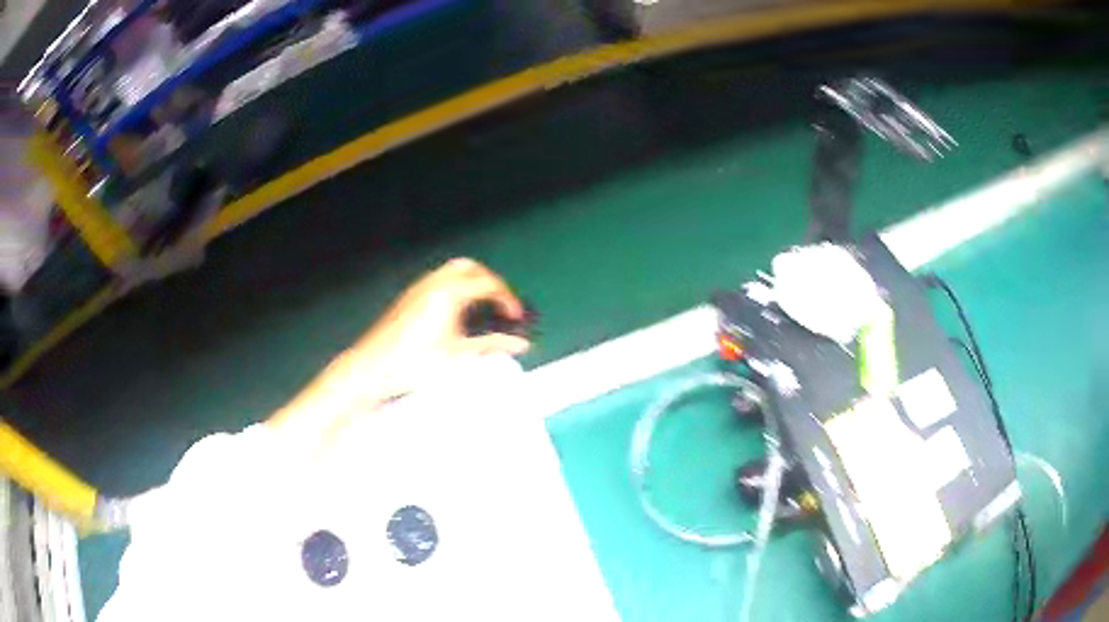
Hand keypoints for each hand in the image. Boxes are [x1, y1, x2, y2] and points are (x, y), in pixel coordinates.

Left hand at [269, 259, 528, 443]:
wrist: (372, 368)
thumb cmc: (415, 364)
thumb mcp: (458, 356)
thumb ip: (491, 345)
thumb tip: (521, 344)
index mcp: (449, 293)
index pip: (489, 284)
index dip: (508, 300)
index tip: (516, 318)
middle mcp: (434, 283)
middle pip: (470, 268)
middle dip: (489, 283)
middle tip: (500, 306)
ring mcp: (418, 288)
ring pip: (451, 272)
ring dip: (470, 284)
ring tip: (480, 310)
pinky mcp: (408, 297)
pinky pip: (437, 281)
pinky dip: (454, 289)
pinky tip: (455, 316)